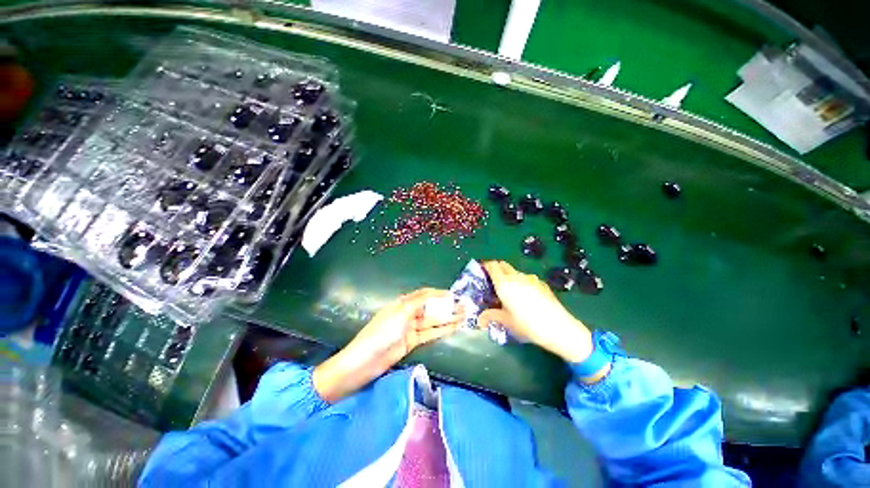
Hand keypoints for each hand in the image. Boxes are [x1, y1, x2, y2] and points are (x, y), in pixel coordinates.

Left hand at [314, 288, 462, 402]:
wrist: (364, 362)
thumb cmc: (381, 332)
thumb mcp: (400, 313)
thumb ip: (419, 302)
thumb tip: (436, 294)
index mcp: (403, 303)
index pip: (424, 294)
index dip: (439, 294)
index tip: (454, 295)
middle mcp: (408, 313)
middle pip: (430, 308)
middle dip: (446, 306)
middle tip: (463, 306)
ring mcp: (411, 328)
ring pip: (433, 321)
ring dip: (447, 319)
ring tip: (464, 316)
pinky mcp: (412, 342)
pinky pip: (430, 334)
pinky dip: (441, 330)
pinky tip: (453, 327)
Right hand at [478, 261, 593, 363]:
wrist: (560, 328)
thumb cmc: (527, 324)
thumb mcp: (506, 321)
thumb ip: (490, 316)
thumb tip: (479, 320)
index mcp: (504, 283)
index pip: (492, 265)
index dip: (485, 266)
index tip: (481, 272)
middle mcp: (516, 276)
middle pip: (503, 265)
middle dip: (495, 269)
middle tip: (492, 283)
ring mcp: (531, 278)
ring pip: (515, 272)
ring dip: (508, 276)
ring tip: (509, 292)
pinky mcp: (541, 283)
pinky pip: (526, 278)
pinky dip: (520, 282)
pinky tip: (525, 298)